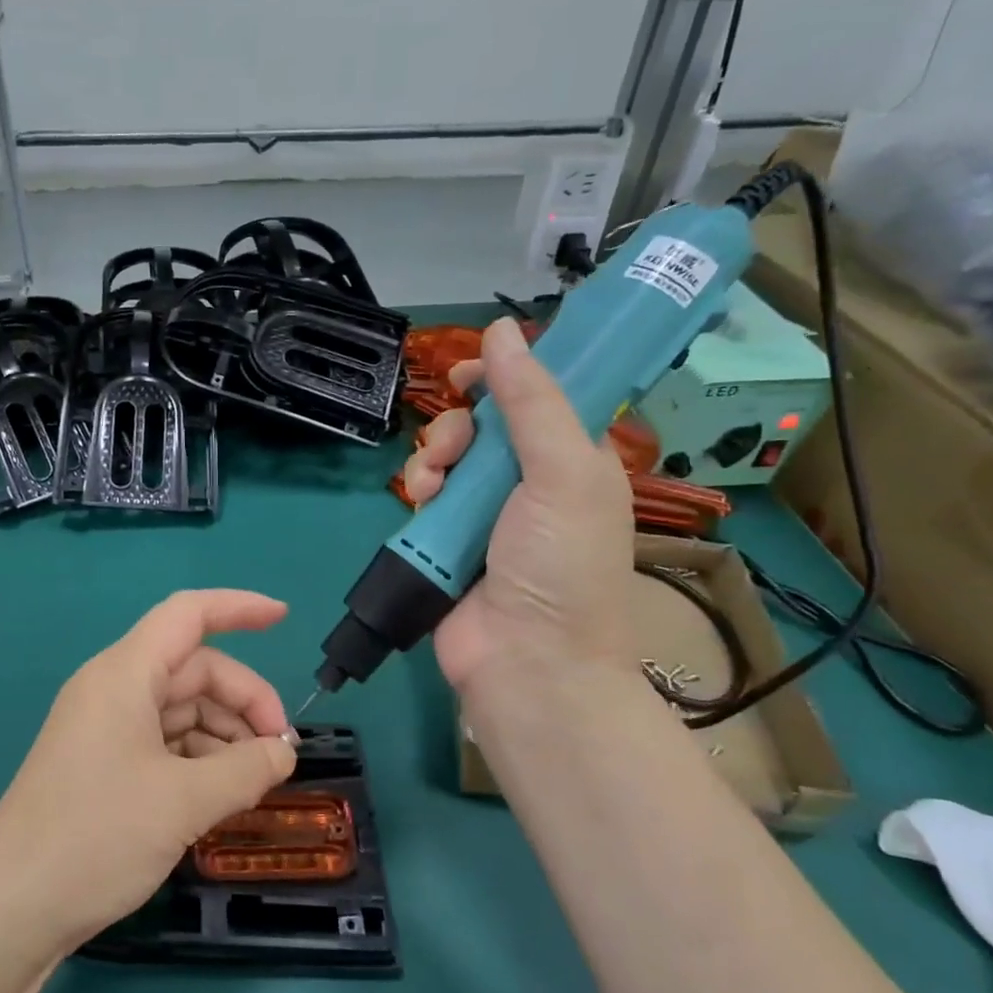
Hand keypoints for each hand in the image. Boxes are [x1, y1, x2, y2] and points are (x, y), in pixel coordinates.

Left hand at [0, 590, 297, 951]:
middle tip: (281, 753)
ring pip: (182, 709)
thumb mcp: (185, 802)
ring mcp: (106, 727)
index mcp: (124, 674)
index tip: (284, 618)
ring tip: (255, 783)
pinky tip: (222, 795)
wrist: (11, 908)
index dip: (239, 607)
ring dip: (225, 736)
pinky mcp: (103, 764)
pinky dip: (199, 759)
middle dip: (244, 700)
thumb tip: (283, 754)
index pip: (188, 615)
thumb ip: (246, 770)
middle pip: (194, 669)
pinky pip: (164, 741)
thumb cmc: (97, 837)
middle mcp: (114, 689)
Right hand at [401, 317, 637, 705]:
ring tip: (430, 485)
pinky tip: (419, 504)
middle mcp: (531, 483)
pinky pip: (426, 498)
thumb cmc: (561, 565)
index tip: (469, 373)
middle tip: (454, 445)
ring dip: (432, 459)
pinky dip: (418, 493)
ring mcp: (486, 515)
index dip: (506, 378)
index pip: (541, 398)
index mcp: (574, 461)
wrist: (527, 662)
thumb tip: (502, 330)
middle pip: (483, 426)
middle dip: (458, 426)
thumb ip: (531, 401)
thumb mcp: (562, 474)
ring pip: (448, 459)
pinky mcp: (448, 542)